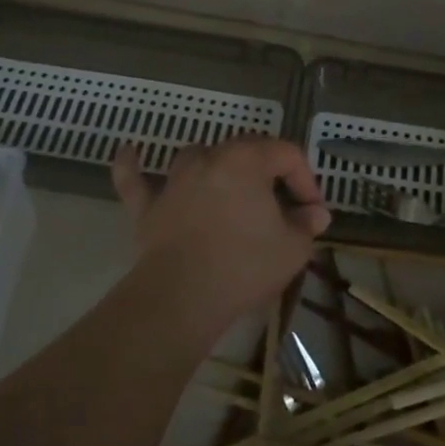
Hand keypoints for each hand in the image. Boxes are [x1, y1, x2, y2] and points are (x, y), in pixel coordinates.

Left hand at [111, 136, 330, 336]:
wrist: (182, 297)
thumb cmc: (244, 265)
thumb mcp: (292, 248)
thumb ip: (306, 225)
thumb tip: (315, 214)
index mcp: (247, 160)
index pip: (286, 153)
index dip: (305, 179)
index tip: (312, 212)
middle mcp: (210, 159)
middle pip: (245, 149)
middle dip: (269, 171)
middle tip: (282, 204)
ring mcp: (175, 181)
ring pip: (198, 156)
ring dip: (217, 166)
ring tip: (230, 186)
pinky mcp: (148, 207)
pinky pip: (136, 180)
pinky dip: (132, 166)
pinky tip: (128, 151)